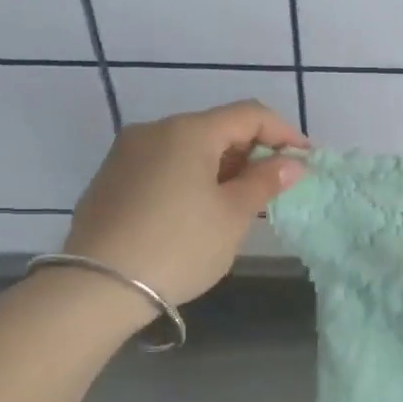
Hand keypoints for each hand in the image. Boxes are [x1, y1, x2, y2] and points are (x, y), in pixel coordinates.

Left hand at [64, 102, 308, 307]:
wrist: (97, 287)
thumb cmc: (179, 245)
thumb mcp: (232, 215)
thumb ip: (265, 182)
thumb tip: (292, 163)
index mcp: (189, 131)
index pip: (250, 114)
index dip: (285, 133)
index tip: (306, 160)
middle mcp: (155, 130)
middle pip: (218, 127)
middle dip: (253, 151)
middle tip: (275, 185)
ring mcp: (127, 153)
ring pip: (189, 147)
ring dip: (223, 165)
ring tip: (241, 200)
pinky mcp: (111, 178)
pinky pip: (165, 164)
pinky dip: (193, 176)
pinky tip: (200, 209)